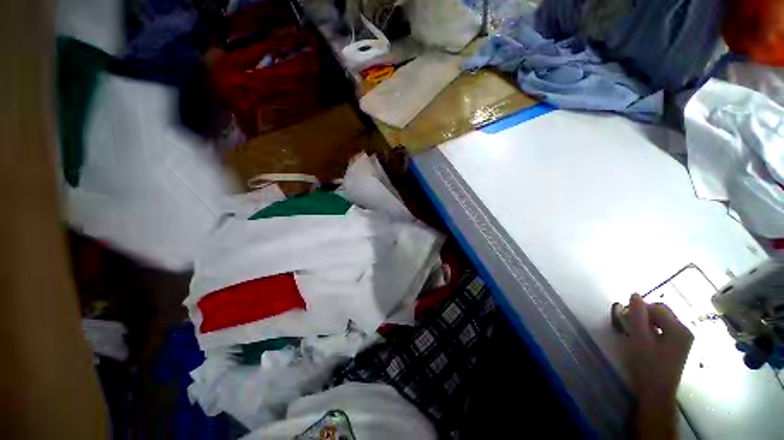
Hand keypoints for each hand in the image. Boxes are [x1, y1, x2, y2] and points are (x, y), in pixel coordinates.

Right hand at [620, 294, 692, 439]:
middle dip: (644, 314)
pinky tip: (644, 338)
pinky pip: (664, 329)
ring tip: (634, 332)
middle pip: (662, 312)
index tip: (625, 318)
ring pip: (662, 320)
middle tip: (628, 324)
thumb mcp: (639, 338)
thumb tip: (635, 294)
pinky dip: (652, 329)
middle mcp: (685, 331)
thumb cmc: (647, 365)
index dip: (639, 309)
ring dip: (646, 322)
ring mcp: (683, 339)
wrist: (656, 391)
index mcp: (679, 329)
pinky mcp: (679, 346)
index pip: (657, 308)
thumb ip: (638, 315)